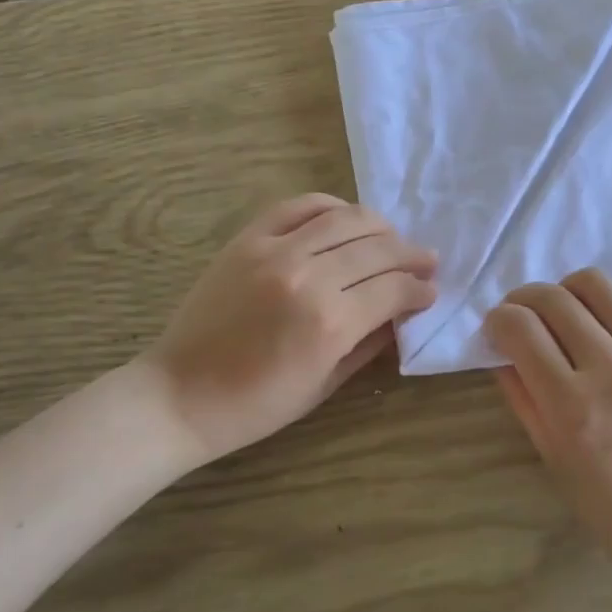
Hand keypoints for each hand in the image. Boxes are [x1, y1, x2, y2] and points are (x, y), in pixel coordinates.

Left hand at [142, 195, 437, 463]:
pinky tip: (346, 217)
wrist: (180, 395)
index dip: (420, 288)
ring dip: (380, 227)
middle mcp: (307, 277)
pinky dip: (330, 206)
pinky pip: (299, 206)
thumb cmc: (256, 405)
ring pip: (345, 219)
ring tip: (392, 238)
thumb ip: (369, 343)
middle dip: (410, 255)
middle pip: (377, 249)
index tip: (431, 291)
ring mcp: (274, 252)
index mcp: (330, 324)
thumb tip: (402, 313)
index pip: (394, 288)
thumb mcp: (325, 385)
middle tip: (425, 261)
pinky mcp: (248, 240)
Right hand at [486, 271, 611, 586]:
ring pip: (595, 283)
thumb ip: (522, 398)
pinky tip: (605, 322)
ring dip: (566, 291)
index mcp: (573, 406)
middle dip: (523, 299)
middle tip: (521, 318)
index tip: (496, 330)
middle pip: (552, 298)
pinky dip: (610, 299)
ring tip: (564, 314)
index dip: (497, 320)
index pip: (520, 328)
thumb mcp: (553, 459)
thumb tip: (502, 350)